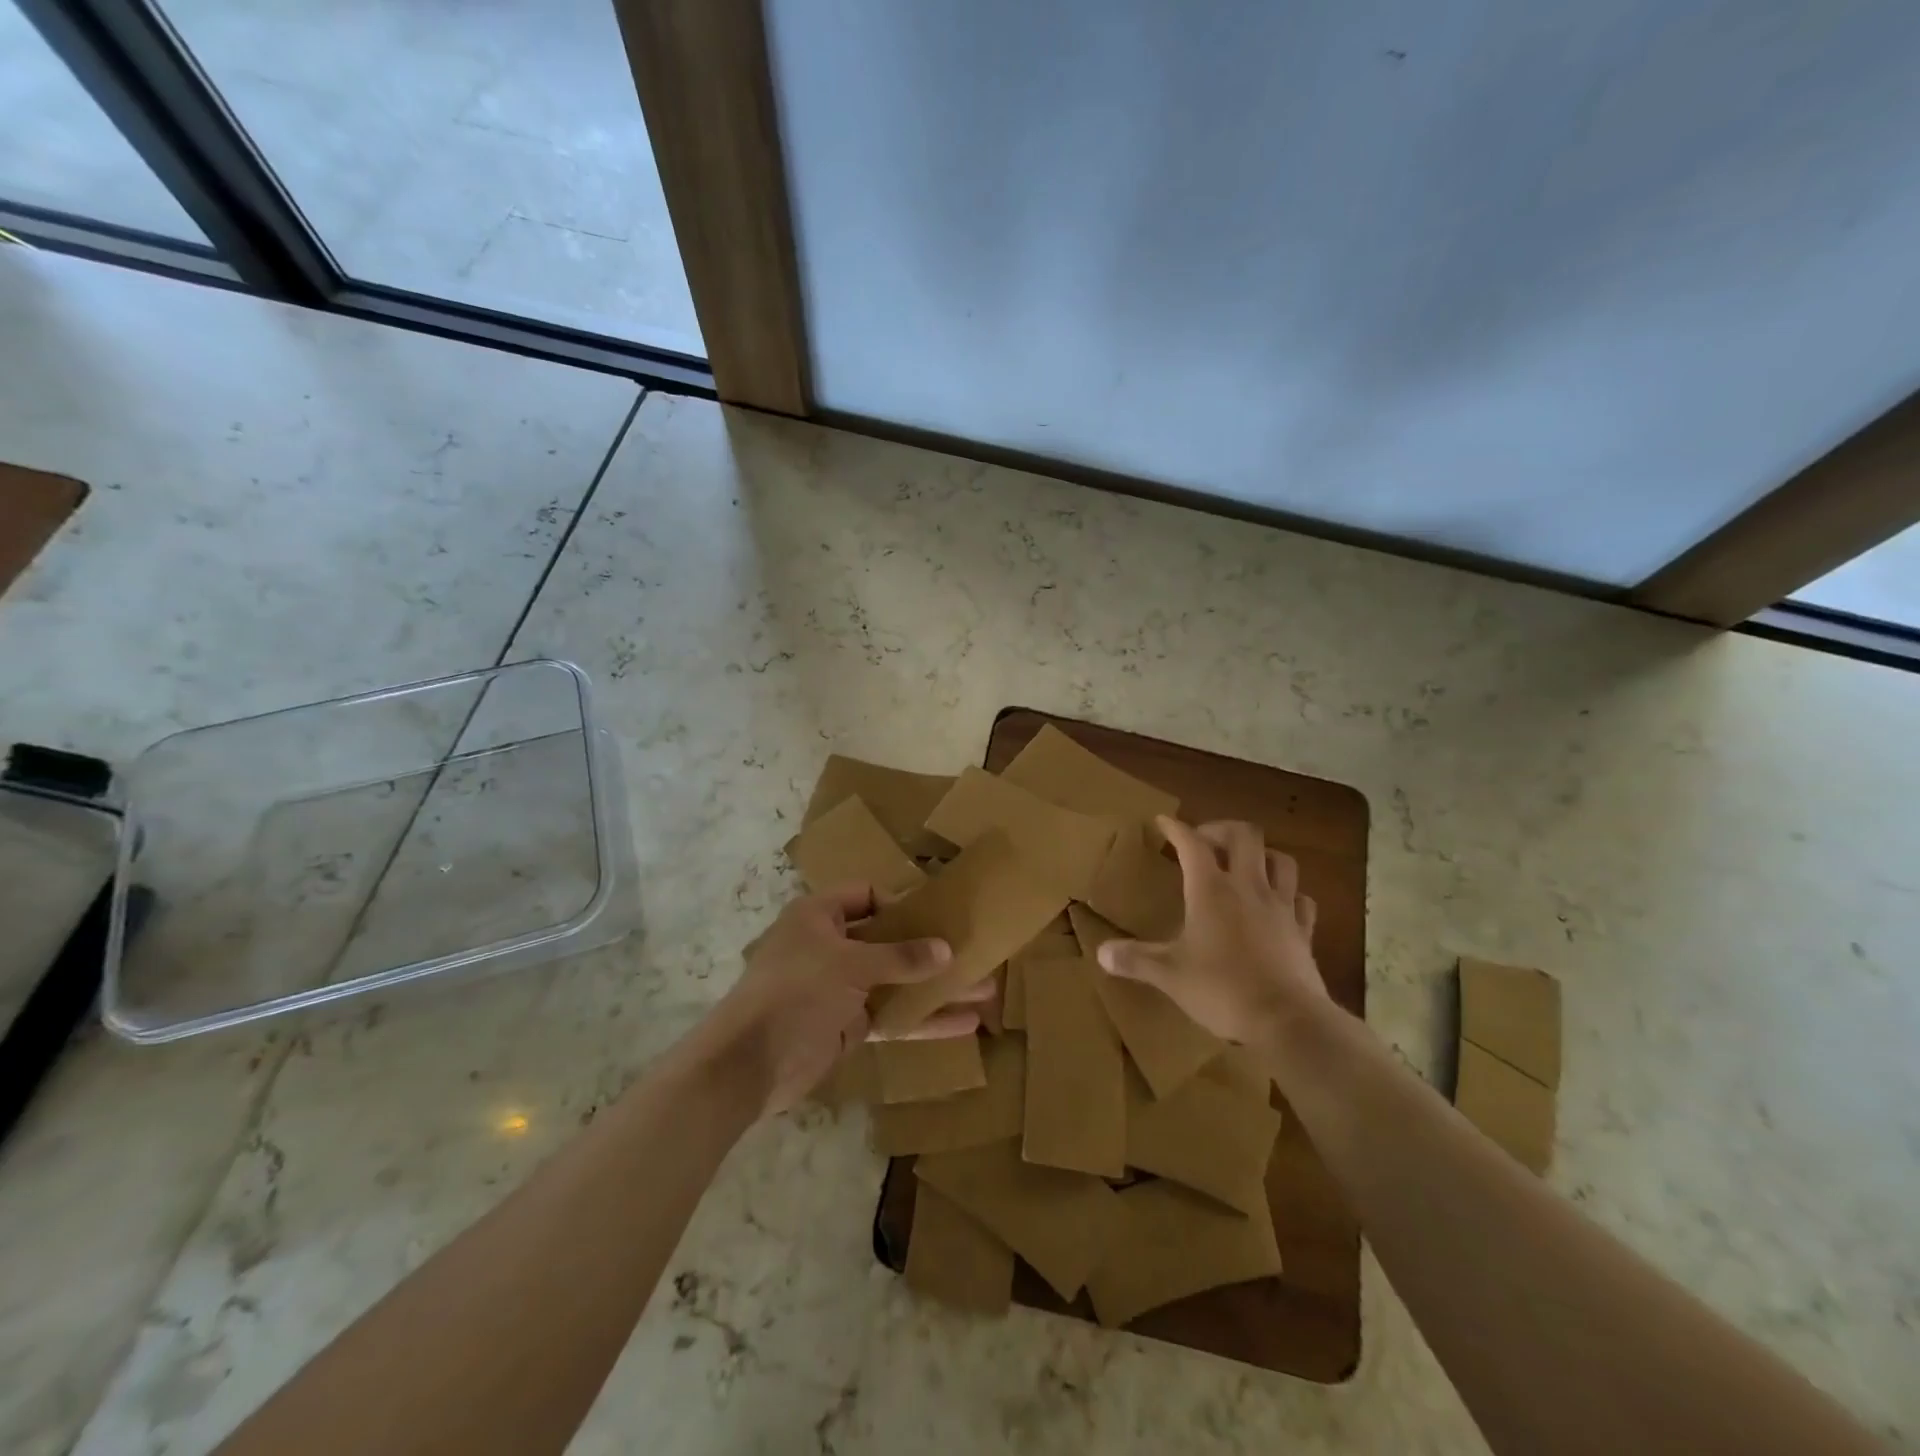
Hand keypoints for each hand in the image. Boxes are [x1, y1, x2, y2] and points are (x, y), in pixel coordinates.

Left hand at [716, 884, 988, 1115]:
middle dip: (929, 947)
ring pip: (895, 980)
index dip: (900, 902)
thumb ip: (900, 956)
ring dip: (934, 986)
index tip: (937, 915)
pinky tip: (963, 1024)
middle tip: (973, 949)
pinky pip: (891, 1016)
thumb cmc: (796, 991)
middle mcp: (830, 946)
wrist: (748, 1063)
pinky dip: (922, 1020)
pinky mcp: (847, 1025)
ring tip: (984, 988)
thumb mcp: (850, 965)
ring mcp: (839, 988)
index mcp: (819, 916)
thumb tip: (946, 950)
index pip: (865, 896)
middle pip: (887, 939)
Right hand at [1096, 817, 1326, 1045]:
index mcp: (1211, 891)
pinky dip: (1289, 894)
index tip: (1163, 822)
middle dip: (1222, 830)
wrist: (1288, 1021)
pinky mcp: (1303, 931)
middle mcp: (1248, 888)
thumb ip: (1136, 960)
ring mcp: (1281, 907)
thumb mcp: (1170, 975)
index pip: (1192, 844)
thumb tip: (1101, 953)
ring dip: (1261, 854)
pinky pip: (1301, 900)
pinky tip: (1280, 904)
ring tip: (1245, 864)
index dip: (1176, 828)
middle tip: (1205, 841)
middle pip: (1244, 836)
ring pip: (1281, 860)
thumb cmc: (1223, 989)